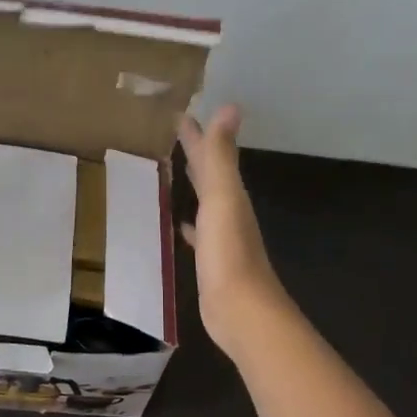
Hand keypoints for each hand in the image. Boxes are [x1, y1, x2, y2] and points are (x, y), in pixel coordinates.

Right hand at [178, 105, 289, 355]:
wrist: (240, 309)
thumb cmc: (228, 253)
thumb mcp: (223, 198)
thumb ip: (222, 156)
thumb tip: (231, 107)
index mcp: (229, 194)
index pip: (212, 155)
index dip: (198, 135)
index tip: (180, 114)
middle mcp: (228, 211)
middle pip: (211, 174)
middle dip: (197, 152)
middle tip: (176, 133)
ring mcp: (221, 237)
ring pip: (205, 200)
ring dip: (194, 184)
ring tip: (176, 170)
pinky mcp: (211, 261)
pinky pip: (198, 232)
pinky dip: (189, 224)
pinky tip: (179, 226)